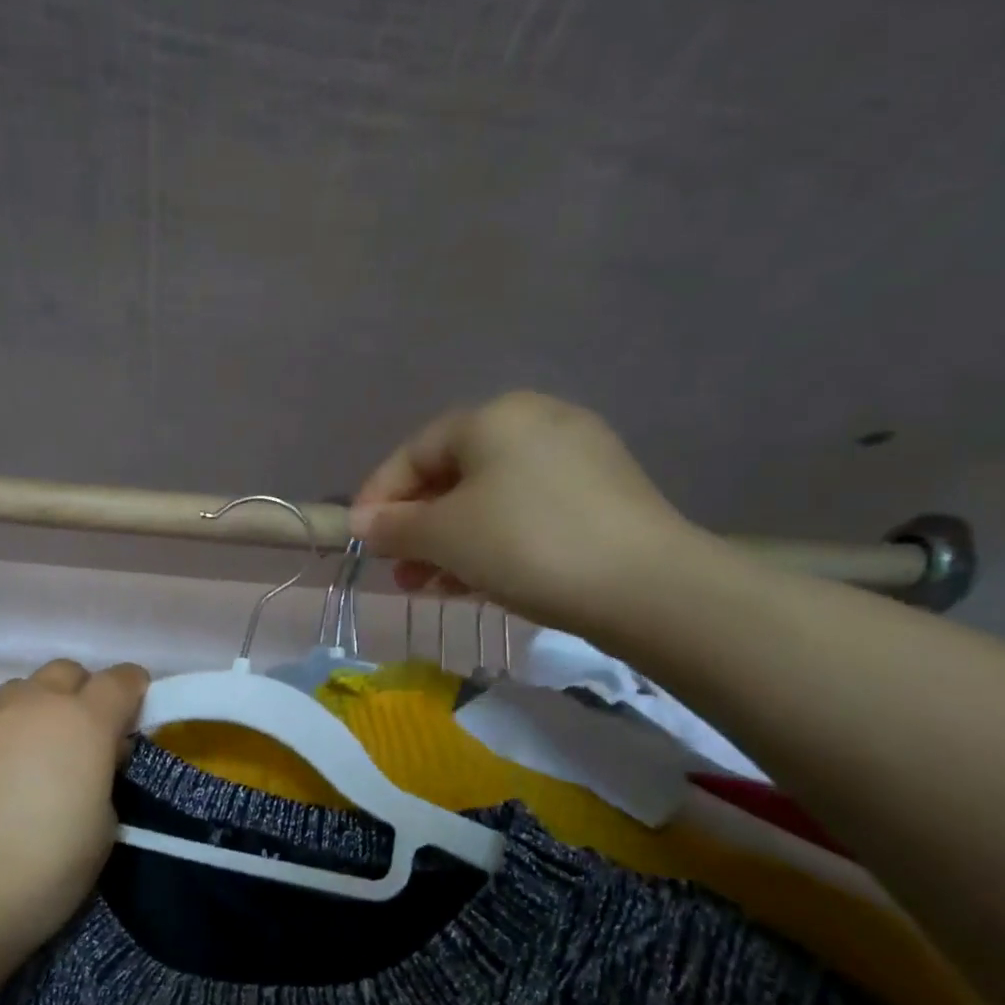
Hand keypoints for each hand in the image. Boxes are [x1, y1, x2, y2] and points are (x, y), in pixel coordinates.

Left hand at [0, 659, 150, 965]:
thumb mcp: (105, 827)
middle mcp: (32, 704)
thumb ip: (104, 772)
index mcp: (83, 722)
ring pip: (18, 691)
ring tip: (26, 757)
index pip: (121, 679)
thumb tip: (95, 753)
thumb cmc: (46, 871)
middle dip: (81, 695)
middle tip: (79, 741)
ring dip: (34, 711)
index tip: (131, 718)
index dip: (133, 693)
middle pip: (66, 672)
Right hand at [350, 392, 702, 632]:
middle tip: (398, 571)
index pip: (414, 452)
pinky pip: (525, 512)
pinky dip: (492, 542)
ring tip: (429, 587)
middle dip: (416, 527)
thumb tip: (359, 523)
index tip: (358, 538)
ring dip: (450, 542)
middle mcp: (536, 422)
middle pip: (453, 475)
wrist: (647, 586)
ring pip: (489, 499)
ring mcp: (576, 457)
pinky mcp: (602, 495)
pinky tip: (475, 581)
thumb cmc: (526, 544)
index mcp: (493, 417)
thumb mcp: (444, 536)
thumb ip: (393, 526)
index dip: (378, 496)